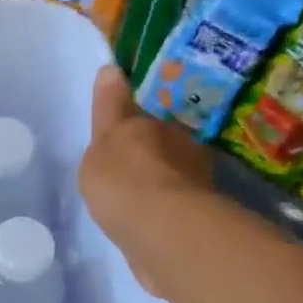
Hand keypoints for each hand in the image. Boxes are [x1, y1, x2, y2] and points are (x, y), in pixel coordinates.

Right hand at [78, 65, 213, 261]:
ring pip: (172, 178)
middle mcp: (182, 149)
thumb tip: (111, 70)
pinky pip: (176, 209)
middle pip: (160, 146)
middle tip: (123, 175)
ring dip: (158, 186)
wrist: (164, 232)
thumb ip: (108, 110)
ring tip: (135, 204)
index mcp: (155, 128)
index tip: (117, 138)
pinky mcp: (199, 219)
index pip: (140, 119)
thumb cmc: (124, 181)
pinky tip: (149, 226)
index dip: (127, 126)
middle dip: (146, 157)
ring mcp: (195, 185)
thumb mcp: (103, 141)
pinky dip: (165, 214)